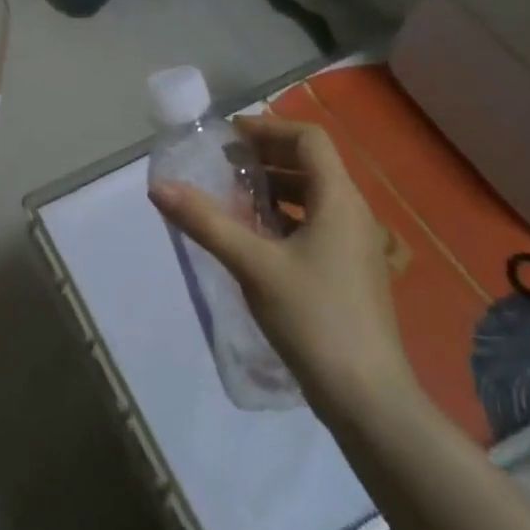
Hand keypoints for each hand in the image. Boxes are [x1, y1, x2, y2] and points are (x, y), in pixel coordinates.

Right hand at [148, 114, 409, 411]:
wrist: (369, 401)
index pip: (309, 139)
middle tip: (224, 163)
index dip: (268, 128)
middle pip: (311, 163)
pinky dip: (286, 216)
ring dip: (274, 187)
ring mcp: (355, 245)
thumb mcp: (253, 265)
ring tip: (234, 197)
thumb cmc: (315, 319)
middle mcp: (353, 214)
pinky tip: (256, 238)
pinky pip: (317, 223)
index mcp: (339, 200)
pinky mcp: (350, 272)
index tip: (229, 137)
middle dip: (267, 156)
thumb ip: (206, 222)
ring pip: (314, 195)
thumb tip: (159, 187)